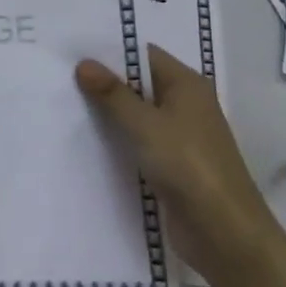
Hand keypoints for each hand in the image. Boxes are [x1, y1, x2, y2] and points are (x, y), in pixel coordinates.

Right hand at [76, 46, 270, 273]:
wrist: (224, 234)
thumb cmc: (188, 166)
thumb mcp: (145, 125)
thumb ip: (113, 94)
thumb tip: (84, 63)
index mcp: (187, 84)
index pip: (145, 55)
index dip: (111, 53)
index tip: (73, 52)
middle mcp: (186, 104)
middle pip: (140, 84)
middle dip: (105, 83)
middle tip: (60, 78)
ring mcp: (181, 137)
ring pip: (139, 115)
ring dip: (110, 114)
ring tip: (65, 106)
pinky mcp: (173, 165)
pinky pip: (140, 142)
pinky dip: (119, 140)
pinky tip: (88, 142)